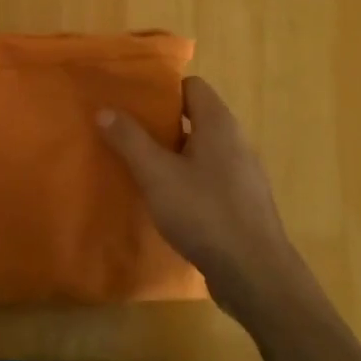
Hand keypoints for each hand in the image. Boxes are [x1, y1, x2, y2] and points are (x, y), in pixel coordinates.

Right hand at [99, 76, 302, 323]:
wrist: (255, 274)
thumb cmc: (204, 213)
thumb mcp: (157, 175)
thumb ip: (130, 140)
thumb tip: (105, 110)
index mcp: (218, 123)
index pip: (192, 86)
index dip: (162, 91)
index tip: (132, 103)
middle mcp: (235, 141)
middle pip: (195, 117)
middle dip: (161, 124)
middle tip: (127, 135)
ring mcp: (243, 173)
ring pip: (202, 150)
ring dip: (173, 155)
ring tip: (140, 167)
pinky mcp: (243, 203)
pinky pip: (210, 177)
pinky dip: (188, 180)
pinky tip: (167, 201)